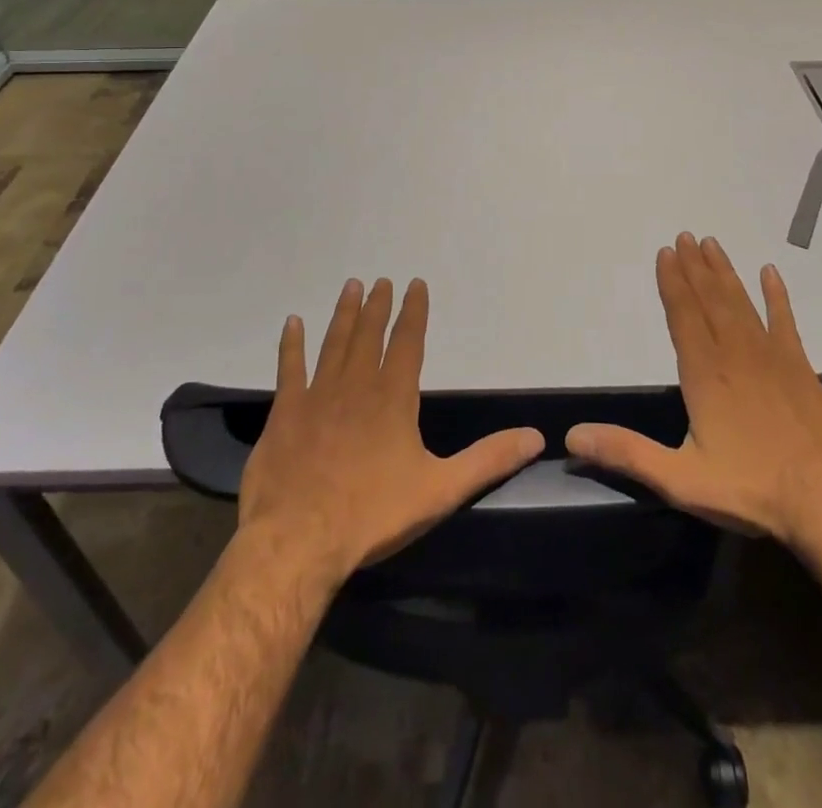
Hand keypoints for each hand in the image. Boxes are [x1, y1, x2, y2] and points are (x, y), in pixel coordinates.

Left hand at [237, 277, 544, 585]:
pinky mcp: (285, 413)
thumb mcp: (441, 490)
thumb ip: (488, 460)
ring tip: (352, 286)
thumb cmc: (373, 514)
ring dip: (344, 314)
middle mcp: (356, 385)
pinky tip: (293, 323)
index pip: (407, 343)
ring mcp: (317, 396)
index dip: (414, 312)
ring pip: (334, 343)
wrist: (299, 540)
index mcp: (393, 398)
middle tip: (381, 280)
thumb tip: (535, 436)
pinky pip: (289, 368)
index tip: (415, 284)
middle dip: (378, 306)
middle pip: (369, 335)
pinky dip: (291, 344)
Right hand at [565, 233, 821, 552]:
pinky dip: (777, 296)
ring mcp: (772, 357)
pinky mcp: (801, 368)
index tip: (665, 253)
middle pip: (710, 300)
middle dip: (694, 267)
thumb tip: (573, 436)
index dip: (671, 283)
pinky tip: (770, 273)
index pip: (682, 316)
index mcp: (705, 374)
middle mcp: (735, 354)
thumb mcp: (680, 479)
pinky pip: (785, 321)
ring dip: (724, 273)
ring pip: (741, 303)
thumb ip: (627, 453)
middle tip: (684, 236)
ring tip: (711, 244)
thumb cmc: (751, 489)